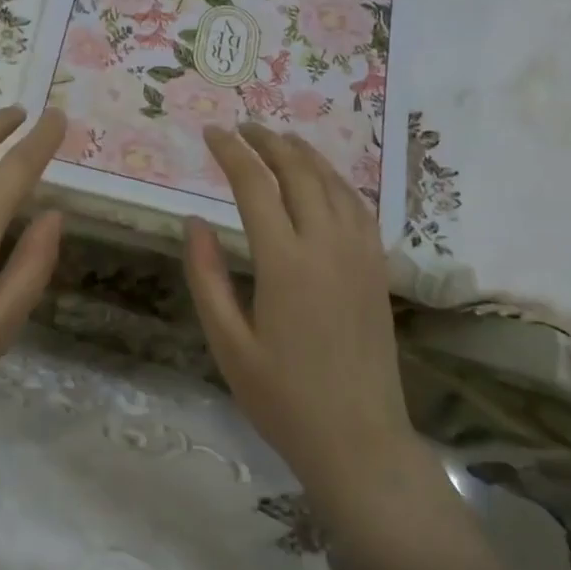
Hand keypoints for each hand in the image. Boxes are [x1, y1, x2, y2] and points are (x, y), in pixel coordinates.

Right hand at [183, 122, 418, 507]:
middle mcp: (326, 246)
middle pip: (298, 172)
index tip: (211, 133)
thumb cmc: (283, 398)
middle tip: (241, 127)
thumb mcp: (228, 343)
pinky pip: (358, 207)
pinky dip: (336, 179)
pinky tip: (322, 179)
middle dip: (267, 142)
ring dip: (303, 154)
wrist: (359, 442)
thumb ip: (207, 277)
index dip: (230, 153)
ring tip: (278, 139)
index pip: (254, 186)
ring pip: (333, 183)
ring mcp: (359, 256)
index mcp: (284, 263)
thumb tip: (193, 221)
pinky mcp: (377, 270)